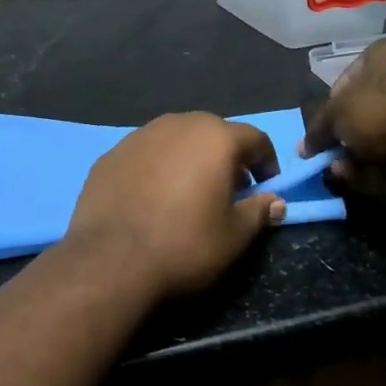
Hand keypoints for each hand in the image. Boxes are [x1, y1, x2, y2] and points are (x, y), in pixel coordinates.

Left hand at [63, 114, 284, 298]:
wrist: (110, 261)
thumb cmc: (184, 245)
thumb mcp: (234, 236)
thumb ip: (259, 212)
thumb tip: (276, 202)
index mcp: (214, 137)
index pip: (253, 138)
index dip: (266, 161)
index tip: (267, 187)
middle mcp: (177, 124)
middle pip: (212, 132)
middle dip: (226, 157)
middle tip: (229, 189)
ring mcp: (138, 136)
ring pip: (175, 139)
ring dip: (189, 158)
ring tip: (189, 192)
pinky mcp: (110, 155)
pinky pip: (145, 154)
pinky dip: (156, 168)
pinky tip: (151, 198)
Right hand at [303, 40, 385, 193]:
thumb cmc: (380, 104)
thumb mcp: (336, 112)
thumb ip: (318, 129)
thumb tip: (304, 148)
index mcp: (383, 55)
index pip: (347, 79)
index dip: (329, 106)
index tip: (319, 130)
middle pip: (362, 114)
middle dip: (341, 140)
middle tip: (326, 158)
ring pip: (377, 140)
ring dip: (354, 158)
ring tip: (339, 171)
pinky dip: (375, 170)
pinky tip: (359, 179)